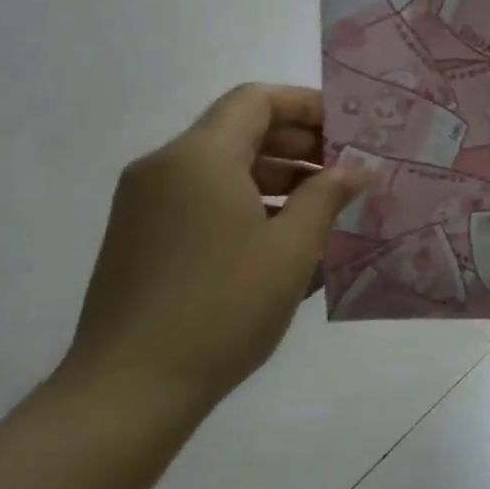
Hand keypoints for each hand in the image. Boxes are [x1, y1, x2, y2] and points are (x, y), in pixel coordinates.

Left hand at [59, 84, 369, 425]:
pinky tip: (284, 236)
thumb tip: (359, 168)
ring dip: (277, 175)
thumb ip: (329, 195)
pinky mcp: (142, 237)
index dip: (307, 106)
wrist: (129, 388)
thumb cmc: (224, 306)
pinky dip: (247, 201)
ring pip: (222, 167)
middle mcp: (165, 167)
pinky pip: (203, 197)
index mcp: (199, 157)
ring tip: (325, 207)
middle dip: (298, 143)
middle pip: (240, 130)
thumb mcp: (292, 247)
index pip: (257, 100)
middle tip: (347, 170)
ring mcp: (146, 204)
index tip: (349, 131)